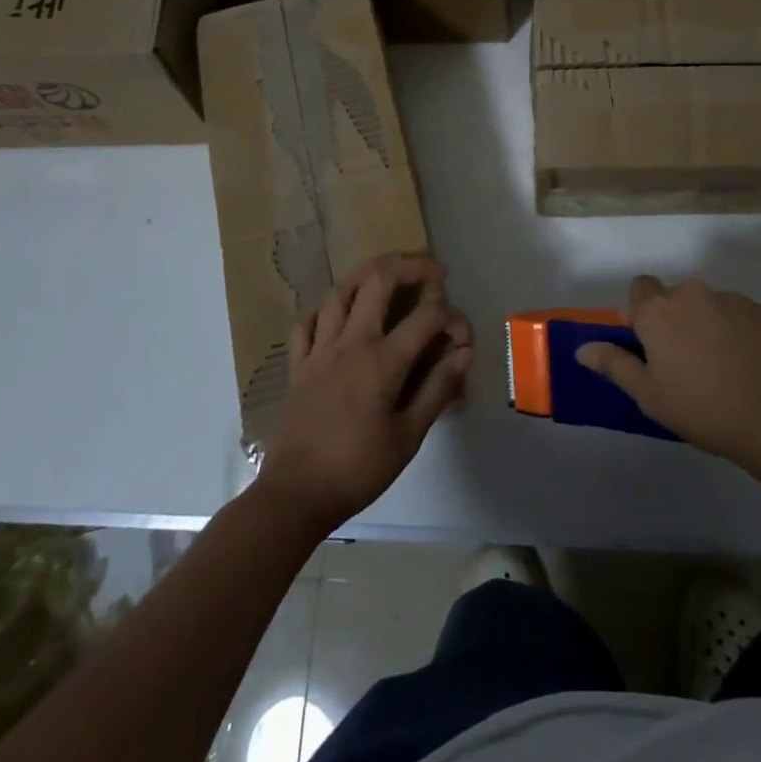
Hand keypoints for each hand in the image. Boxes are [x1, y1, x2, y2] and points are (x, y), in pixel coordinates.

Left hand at [256, 253, 474, 534]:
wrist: (296, 495)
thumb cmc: (358, 470)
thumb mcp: (408, 437)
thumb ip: (437, 390)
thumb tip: (464, 353)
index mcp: (382, 362)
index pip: (426, 318)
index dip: (452, 317)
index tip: (462, 334)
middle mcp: (350, 343)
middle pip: (377, 281)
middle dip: (409, 266)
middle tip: (430, 270)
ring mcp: (319, 349)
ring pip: (340, 291)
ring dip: (366, 273)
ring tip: (387, 271)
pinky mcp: (297, 363)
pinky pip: (307, 320)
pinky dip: (325, 306)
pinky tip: (337, 307)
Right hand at [576, 275, 760, 470]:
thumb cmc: (703, 409)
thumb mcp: (649, 396)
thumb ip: (614, 365)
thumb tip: (582, 348)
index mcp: (659, 311)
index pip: (638, 288)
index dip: (641, 313)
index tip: (649, 345)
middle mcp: (692, 293)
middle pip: (674, 297)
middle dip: (674, 320)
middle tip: (684, 362)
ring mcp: (732, 299)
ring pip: (708, 305)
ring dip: (707, 325)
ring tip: (722, 368)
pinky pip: (739, 315)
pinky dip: (738, 332)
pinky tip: (748, 366)